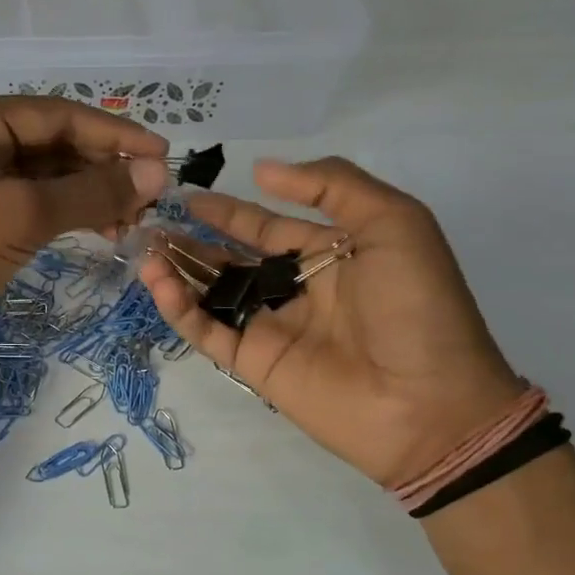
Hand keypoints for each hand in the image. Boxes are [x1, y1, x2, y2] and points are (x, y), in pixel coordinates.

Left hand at [0, 94, 166, 448]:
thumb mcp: (21, 217)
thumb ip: (91, 193)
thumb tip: (159, 174)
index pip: (60, 116)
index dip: (115, 135)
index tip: (164, 156)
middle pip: (59, 144)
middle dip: (106, 170)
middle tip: (151, 200)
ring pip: (53, 176)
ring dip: (93, 195)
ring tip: (132, 223)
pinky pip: (39, 203)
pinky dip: (72, 214)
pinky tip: (104, 231)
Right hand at [139, 157, 521, 488]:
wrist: (429, 403)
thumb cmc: (417, 307)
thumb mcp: (395, 223)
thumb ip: (332, 186)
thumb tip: (262, 171)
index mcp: (331, 255)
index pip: (268, 228)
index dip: (231, 212)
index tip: (190, 196)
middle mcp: (296, 290)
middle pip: (232, 260)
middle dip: (194, 241)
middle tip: (154, 223)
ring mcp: (272, 328)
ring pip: (212, 294)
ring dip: (178, 271)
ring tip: (146, 250)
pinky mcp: (253, 364)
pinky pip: (208, 331)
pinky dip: (180, 310)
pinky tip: (159, 284)